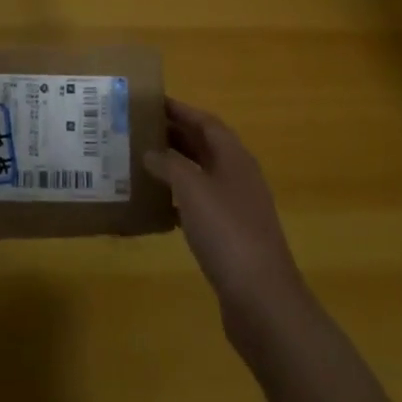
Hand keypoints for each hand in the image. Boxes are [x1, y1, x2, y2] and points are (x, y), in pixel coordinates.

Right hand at [145, 98, 306, 332]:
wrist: (262, 299)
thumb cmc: (227, 232)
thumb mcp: (192, 190)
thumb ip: (169, 165)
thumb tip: (150, 152)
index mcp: (235, 158)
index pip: (206, 122)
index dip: (180, 110)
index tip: (151, 102)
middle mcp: (238, 177)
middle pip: (205, 147)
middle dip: (175, 135)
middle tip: (139, 130)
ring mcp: (237, 208)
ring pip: (202, 176)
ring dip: (175, 167)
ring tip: (142, 163)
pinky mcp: (231, 237)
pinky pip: (201, 205)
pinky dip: (179, 199)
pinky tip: (158, 206)